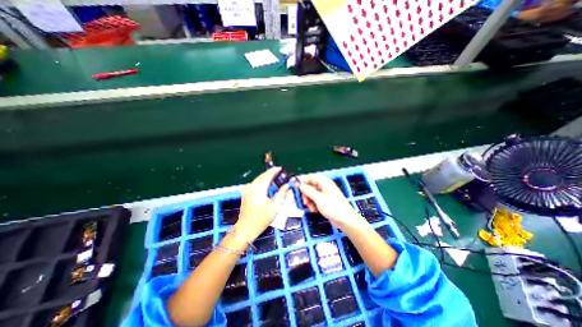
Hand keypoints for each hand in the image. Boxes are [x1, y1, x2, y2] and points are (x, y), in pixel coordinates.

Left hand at [234, 168, 288, 240]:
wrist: (245, 229)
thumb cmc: (261, 219)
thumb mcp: (275, 207)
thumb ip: (282, 194)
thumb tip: (287, 185)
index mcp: (259, 189)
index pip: (267, 175)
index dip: (274, 170)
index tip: (281, 168)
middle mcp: (252, 187)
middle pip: (262, 176)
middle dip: (271, 173)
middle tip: (280, 173)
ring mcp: (247, 190)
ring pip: (258, 179)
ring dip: (266, 177)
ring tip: (275, 178)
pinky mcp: (246, 193)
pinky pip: (255, 183)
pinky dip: (262, 182)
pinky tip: (267, 185)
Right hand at [297, 174, 364, 227]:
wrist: (345, 220)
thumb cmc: (333, 207)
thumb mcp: (319, 198)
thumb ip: (308, 190)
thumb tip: (300, 184)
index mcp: (324, 182)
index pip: (311, 177)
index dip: (302, 180)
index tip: (294, 185)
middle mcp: (324, 186)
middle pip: (310, 186)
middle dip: (306, 193)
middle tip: (304, 201)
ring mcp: (324, 194)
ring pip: (311, 194)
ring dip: (309, 200)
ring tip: (310, 207)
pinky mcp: (324, 201)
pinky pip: (314, 199)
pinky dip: (312, 204)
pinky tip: (314, 210)